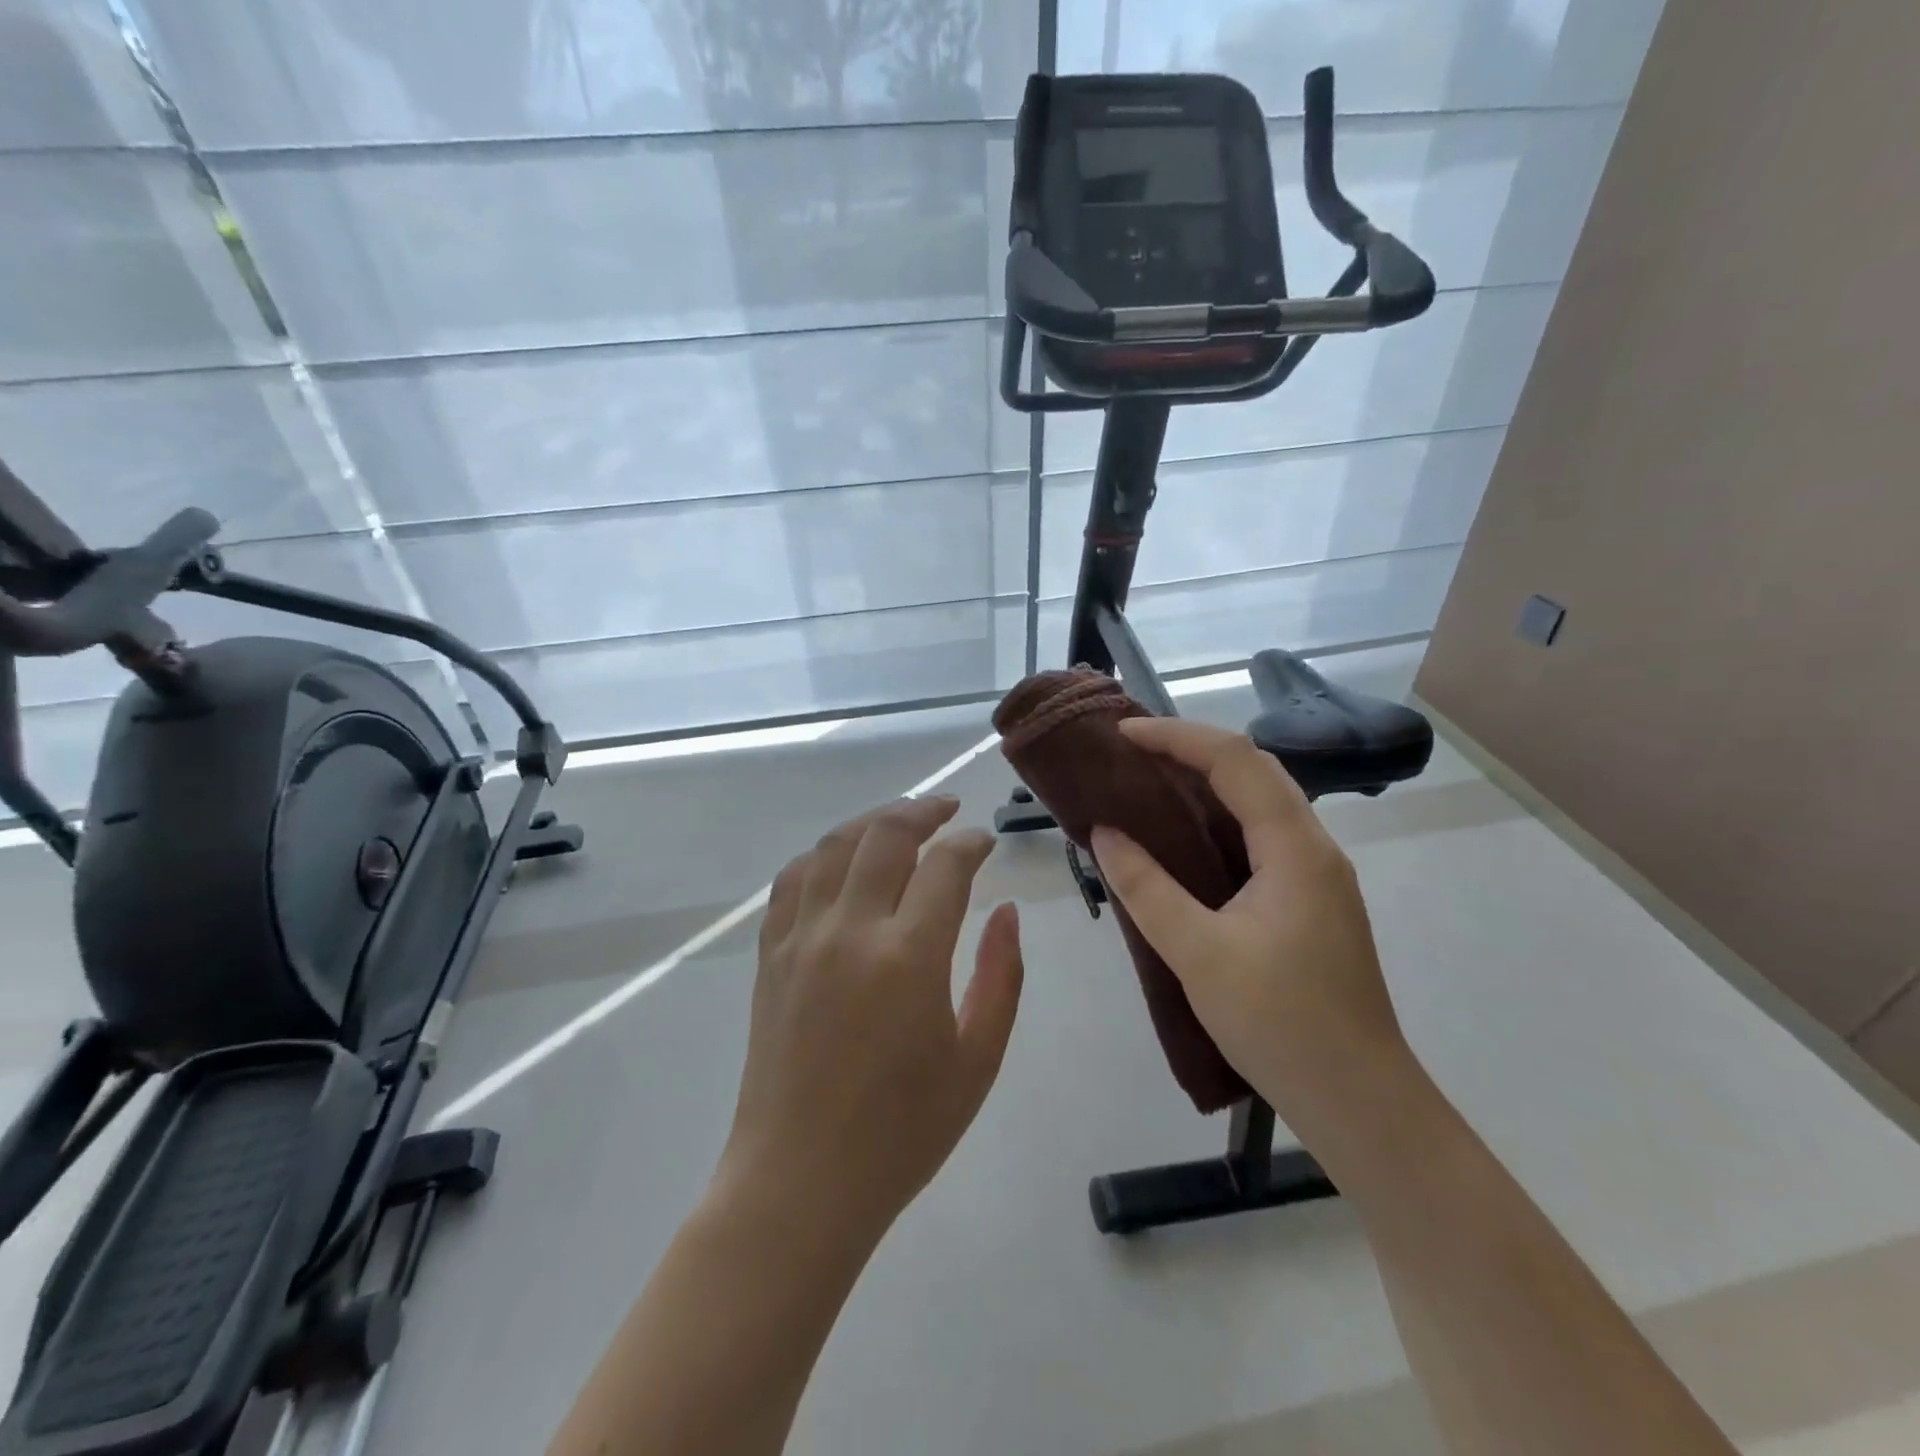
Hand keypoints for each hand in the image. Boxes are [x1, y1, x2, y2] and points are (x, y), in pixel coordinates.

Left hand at [721, 797, 1023, 1234]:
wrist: (800, 1183)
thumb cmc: (902, 1132)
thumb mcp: (977, 1060)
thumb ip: (1000, 976)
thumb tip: (1007, 912)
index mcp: (908, 957)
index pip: (945, 866)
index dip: (971, 843)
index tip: (986, 842)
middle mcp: (850, 931)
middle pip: (885, 835)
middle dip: (923, 811)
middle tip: (947, 811)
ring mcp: (801, 939)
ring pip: (833, 845)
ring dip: (871, 822)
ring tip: (900, 821)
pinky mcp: (770, 955)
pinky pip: (792, 880)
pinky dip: (822, 855)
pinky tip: (841, 860)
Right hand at [1090, 718, 1406, 1131]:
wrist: (1360, 1102)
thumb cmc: (1280, 1024)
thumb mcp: (1198, 953)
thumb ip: (1146, 888)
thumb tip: (1105, 833)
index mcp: (1295, 848)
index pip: (1235, 760)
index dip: (1176, 736)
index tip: (1122, 733)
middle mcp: (1314, 848)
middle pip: (1254, 770)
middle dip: (1191, 749)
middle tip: (1131, 752)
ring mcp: (1317, 876)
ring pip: (1260, 803)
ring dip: (1206, 781)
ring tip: (1149, 782)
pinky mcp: (1310, 902)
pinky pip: (1260, 836)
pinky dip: (1218, 819)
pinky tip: (1185, 840)